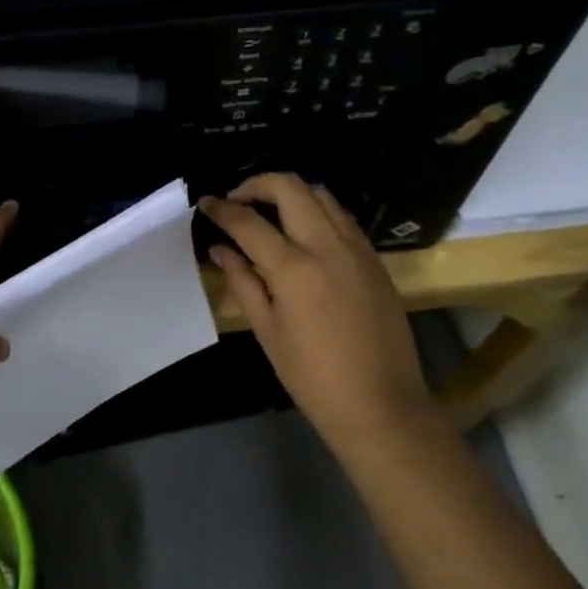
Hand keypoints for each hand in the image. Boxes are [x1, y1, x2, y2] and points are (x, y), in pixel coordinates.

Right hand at [199, 174, 430, 453]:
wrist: (382, 405)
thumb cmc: (313, 377)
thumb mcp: (267, 331)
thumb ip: (242, 281)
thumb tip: (220, 248)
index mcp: (294, 268)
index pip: (248, 221)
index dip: (221, 208)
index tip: (205, 203)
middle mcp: (327, 245)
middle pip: (289, 187)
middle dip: (256, 184)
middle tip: (237, 201)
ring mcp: (356, 248)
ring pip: (320, 194)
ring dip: (290, 193)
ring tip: (269, 212)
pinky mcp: (374, 258)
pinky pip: (341, 216)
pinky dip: (316, 210)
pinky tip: (303, 233)